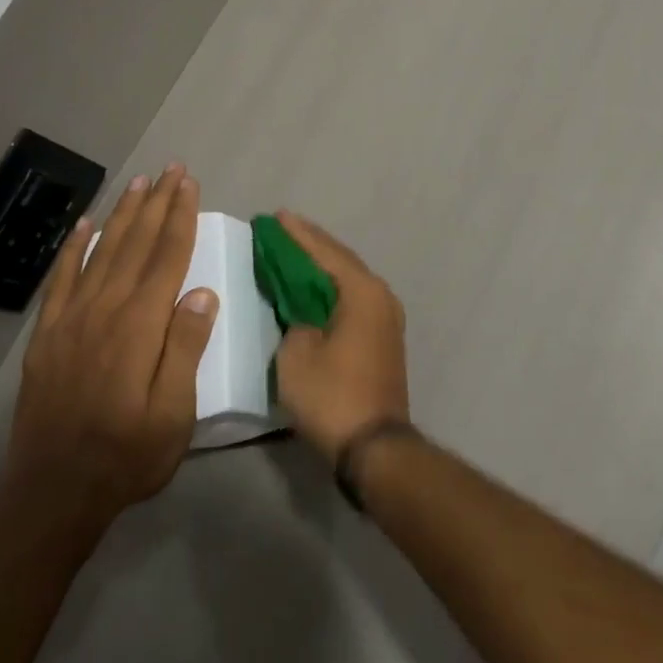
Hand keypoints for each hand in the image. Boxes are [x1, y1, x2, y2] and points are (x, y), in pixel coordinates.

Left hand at [6, 163, 216, 546]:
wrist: (52, 493)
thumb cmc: (128, 455)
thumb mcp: (174, 412)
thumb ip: (185, 348)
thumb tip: (202, 291)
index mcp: (140, 325)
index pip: (166, 257)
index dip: (180, 217)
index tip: (189, 184)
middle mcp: (104, 310)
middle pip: (135, 244)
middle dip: (155, 203)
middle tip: (169, 169)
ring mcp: (70, 320)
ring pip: (100, 252)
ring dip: (121, 215)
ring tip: (137, 184)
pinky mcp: (47, 336)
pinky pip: (60, 280)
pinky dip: (72, 249)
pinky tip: (83, 226)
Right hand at [273, 212, 408, 463]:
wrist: (375, 446)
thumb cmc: (332, 396)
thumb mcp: (296, 354)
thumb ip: (295, 321)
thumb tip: (304, 315)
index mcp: (362, 291)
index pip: (325, 252)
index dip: (297, 234)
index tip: (276, 216)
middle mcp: (381, 296)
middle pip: (341, 260)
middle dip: (311, 244)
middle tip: (283, 228)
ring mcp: (387, 317)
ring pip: (349, 280)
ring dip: (322, 266)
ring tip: (295, 251)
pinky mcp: (384, 338)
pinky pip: (354, 299)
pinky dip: (332, 289)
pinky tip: (314, 288)